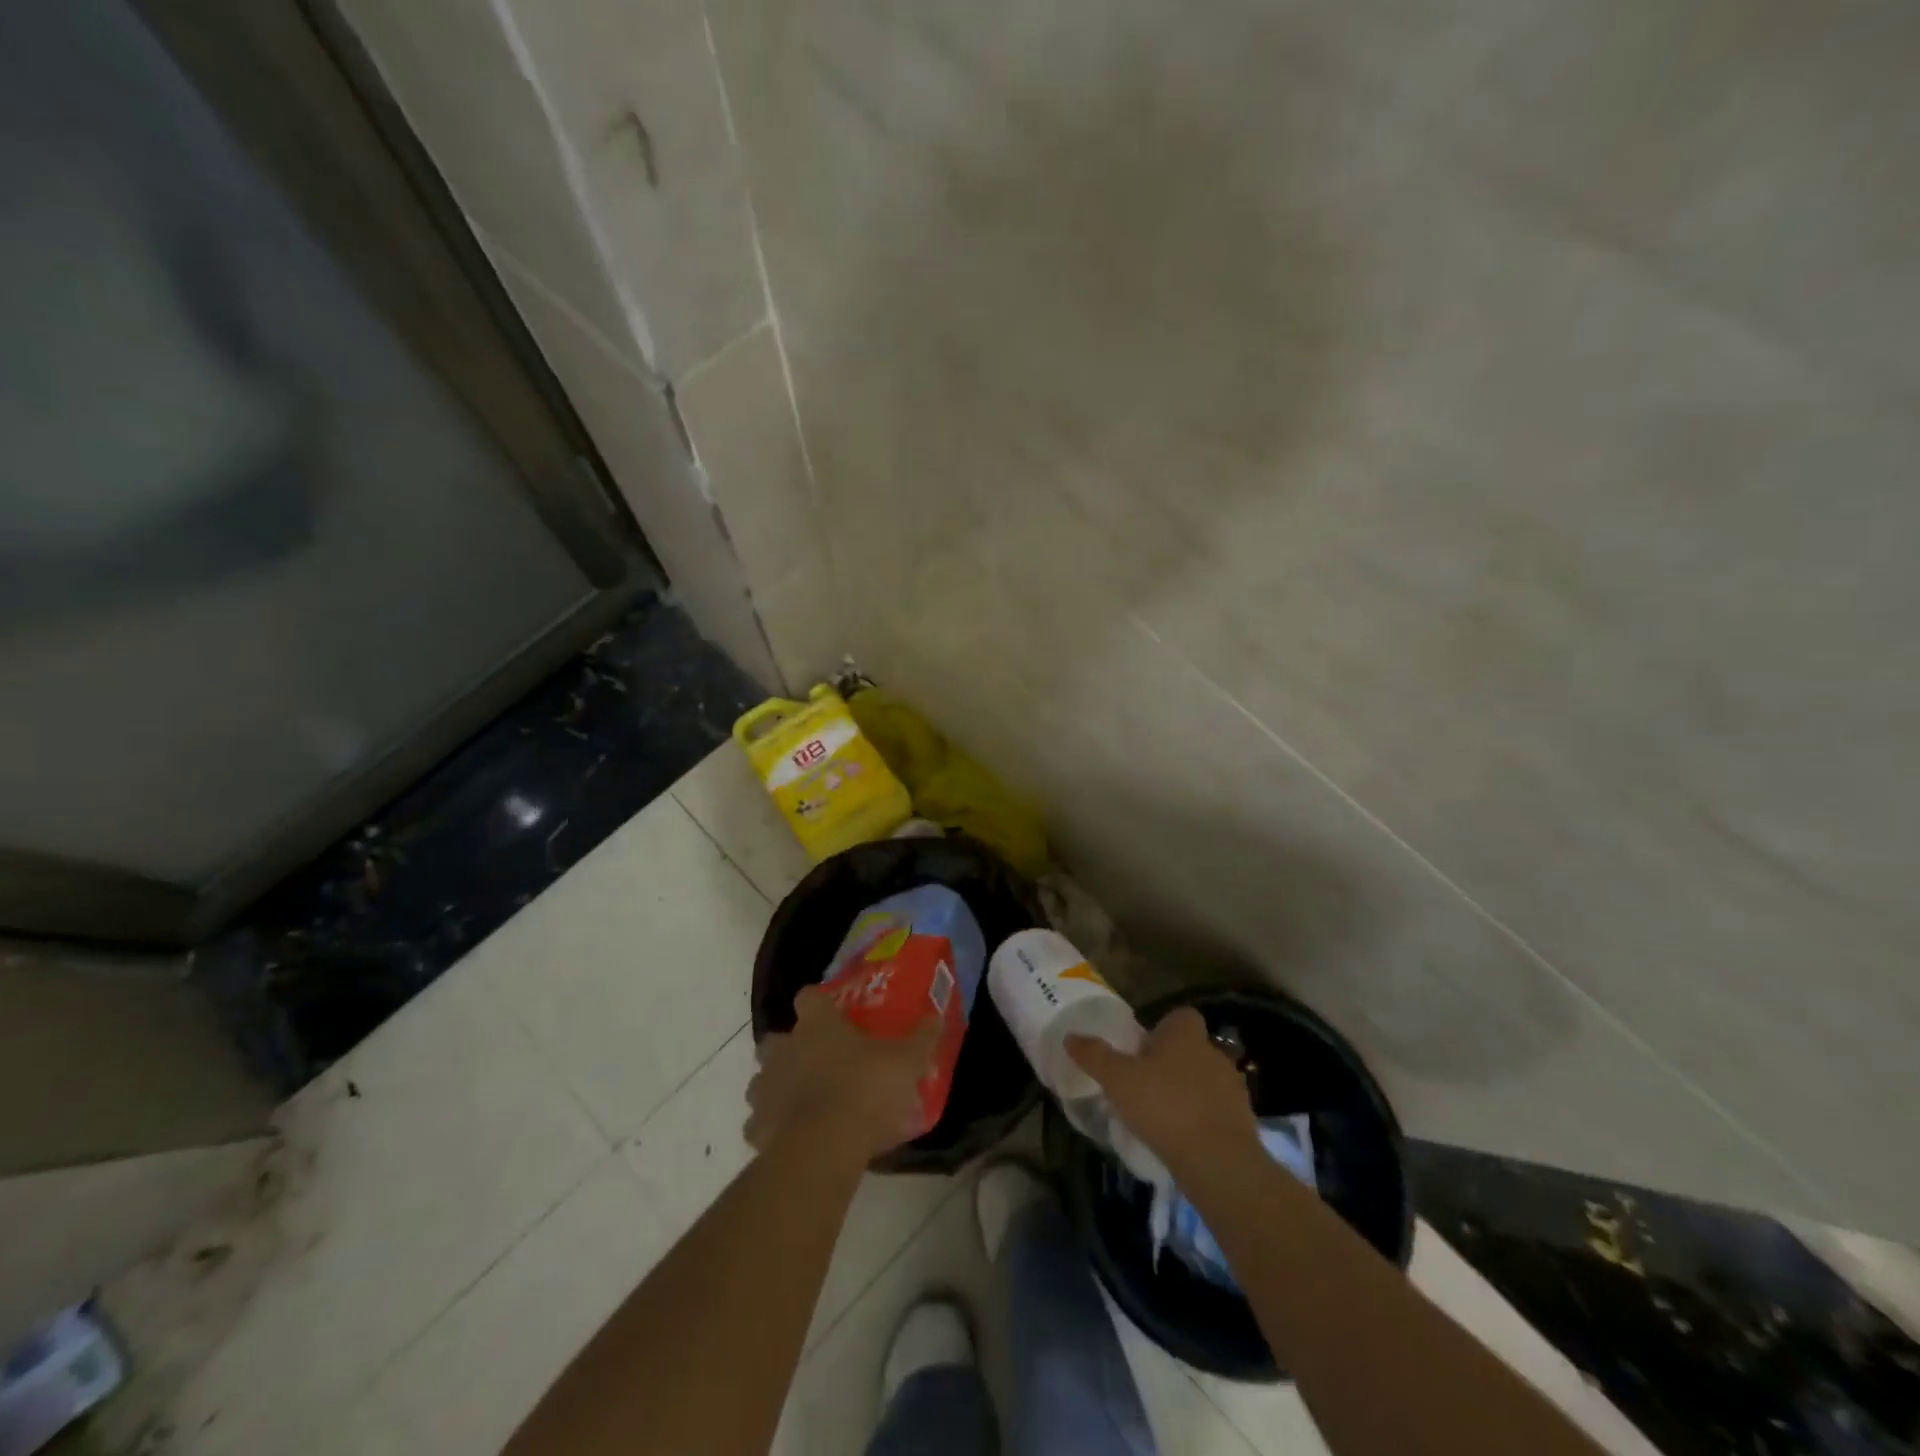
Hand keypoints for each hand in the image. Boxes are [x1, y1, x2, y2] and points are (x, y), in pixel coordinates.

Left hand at [746, 986, 938, 1164]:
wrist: (822, 1149)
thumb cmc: (865, 1091)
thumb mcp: (905, 1062)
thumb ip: (921, 1038)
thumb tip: (935, 1017)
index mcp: (817, 1025)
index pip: (808, 997)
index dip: (819, 1003)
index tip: (833, 1014)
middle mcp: (784, 1049)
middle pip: (776, 1038)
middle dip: (791, 1047)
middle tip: (817, 1061)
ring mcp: (765, 1087)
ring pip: (763, 1078)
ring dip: (777, 1086)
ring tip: (803, 1102)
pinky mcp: (756, 1127)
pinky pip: (759, 1121)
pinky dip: (771, 1126)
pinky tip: (792, 1137)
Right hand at [1065, 1007, 1259, 1173]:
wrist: (1218, 1160)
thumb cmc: (1164, 1106)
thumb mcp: (1117, 1079)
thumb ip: (1094, 1055)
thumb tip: (1071, 1036)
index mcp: (1185, 1034)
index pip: (1180, 1016)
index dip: (1163, 1028)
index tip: (1143, 1049)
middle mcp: (1213, 1053)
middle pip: (1191, 1048)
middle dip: (1172, 1062)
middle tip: (1146, 1084)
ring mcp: (1233, 1088)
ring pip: (1205, 1080)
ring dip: (1189, 1092)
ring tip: (1163, 1115)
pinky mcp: (1243, 1121)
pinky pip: (1217, 1112)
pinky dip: (1203, 1120)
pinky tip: (1183, 1138)